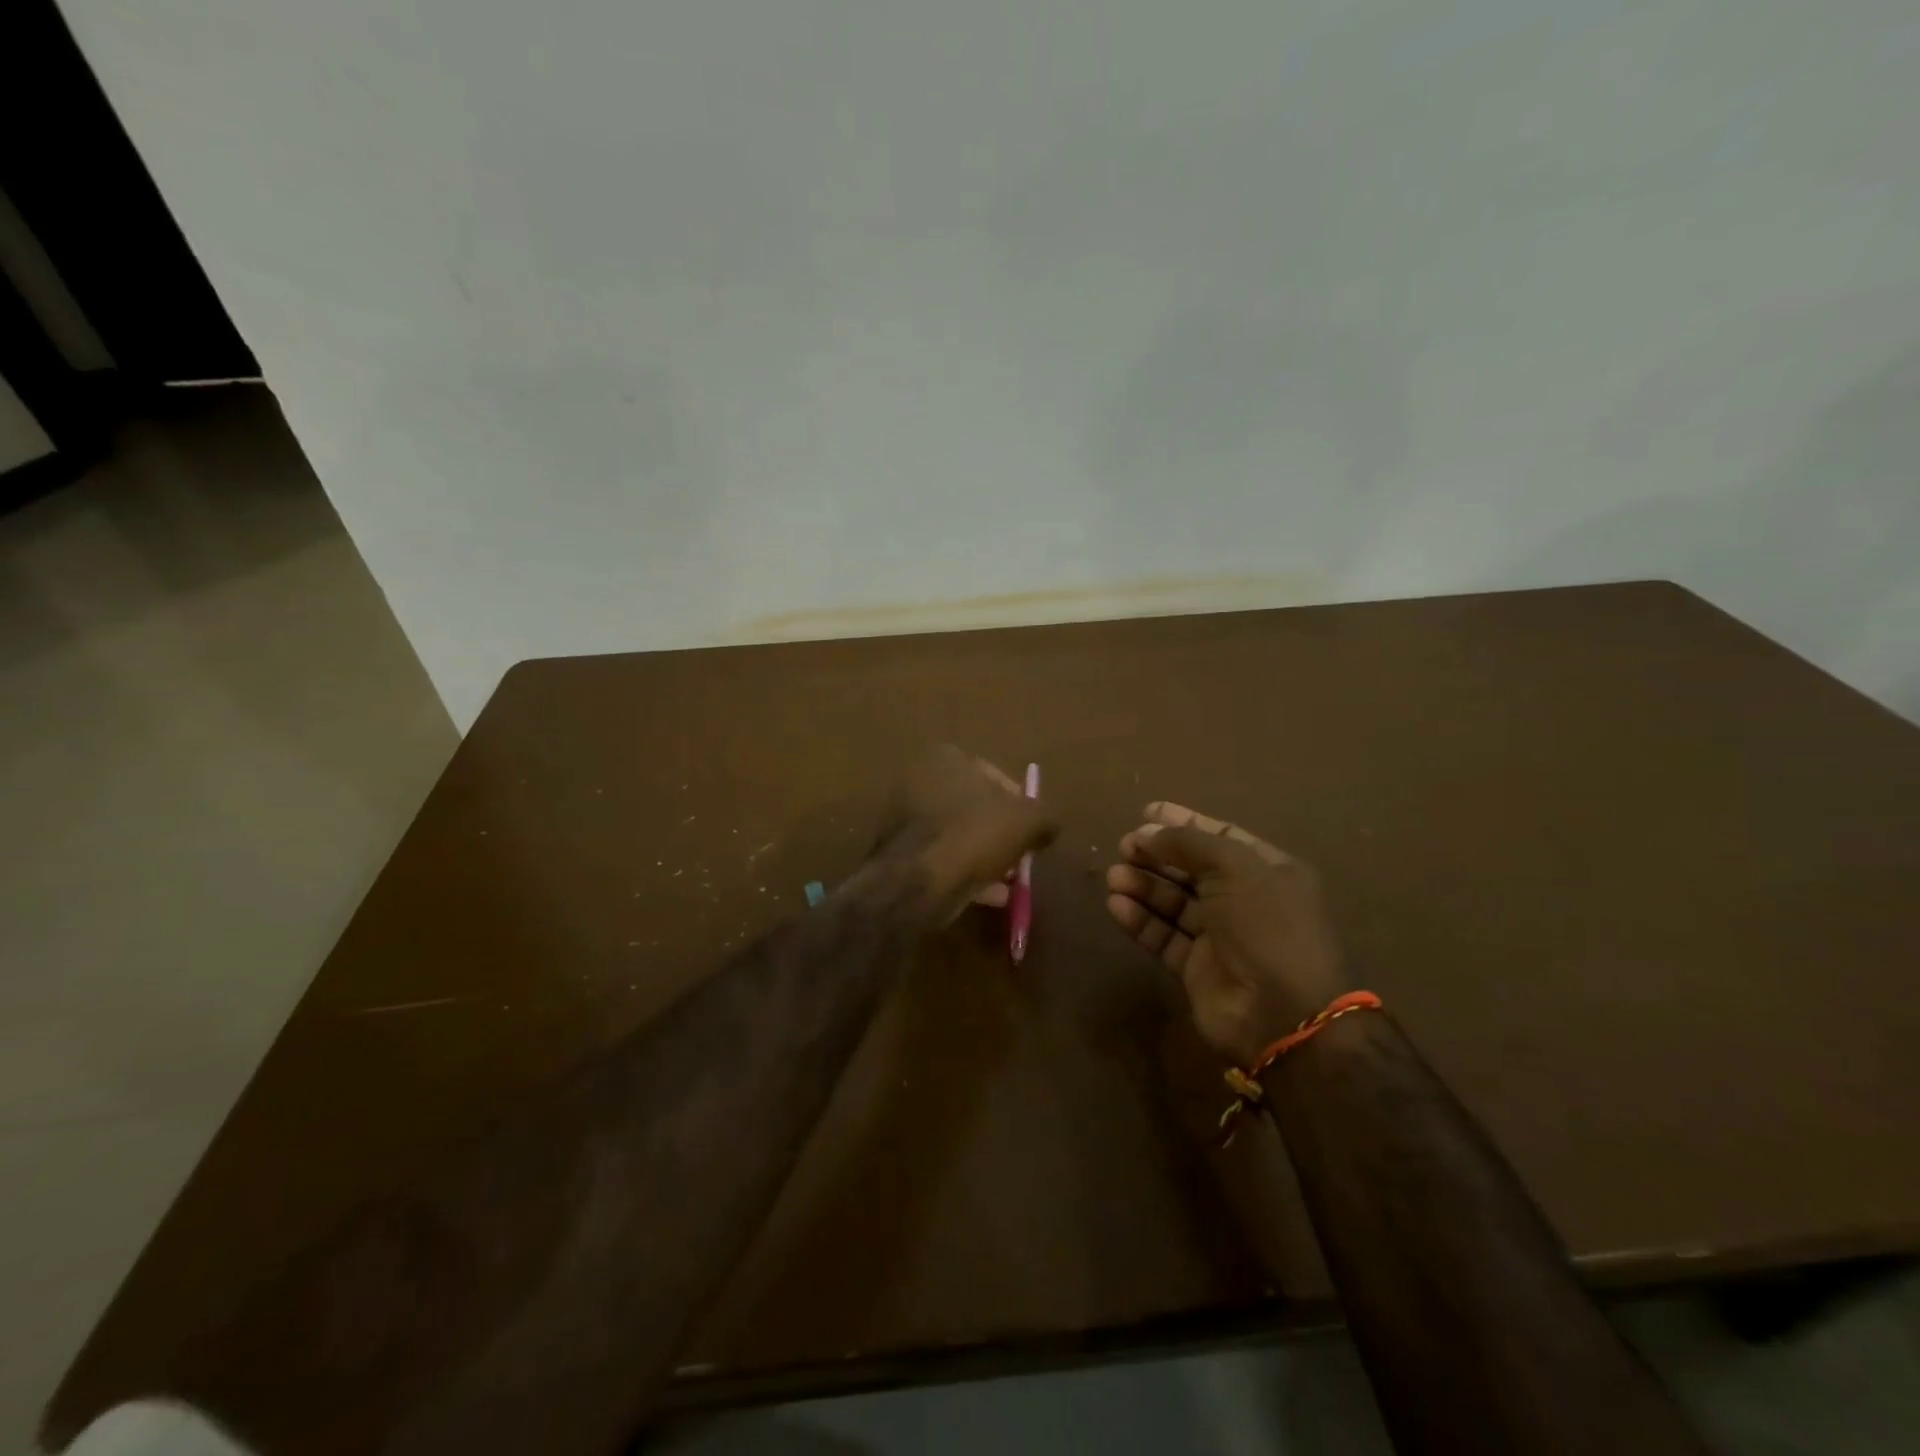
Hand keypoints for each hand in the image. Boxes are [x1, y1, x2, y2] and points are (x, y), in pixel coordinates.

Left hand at [872, 747, 1056, 921]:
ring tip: (1007, 882)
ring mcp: (903, 817)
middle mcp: (919, 780)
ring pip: (958, 835)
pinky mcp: (897, 852)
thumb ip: (1045, 817)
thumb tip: (1048, 826)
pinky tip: (988, 896)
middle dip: (1000, 833)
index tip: (1031, 832)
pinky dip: (964, 872)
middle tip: (1020, 858)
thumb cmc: (974, 835)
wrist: (917, 882)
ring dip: (984, 856)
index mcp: (946, 758)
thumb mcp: (1028, 821)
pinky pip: (941, 858)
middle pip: (975, 808)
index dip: (1020, 805)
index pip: (995, 777)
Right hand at [1105, 802, 1348, 1064]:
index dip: (1183, 822)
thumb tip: (1148, 832)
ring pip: (1174, 903)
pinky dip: (1140, 919)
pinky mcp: (1197, 968)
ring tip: (1114, 876)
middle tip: (1124, 846)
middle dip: (1157, 854)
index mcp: (1268, 871)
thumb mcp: (1234, 866)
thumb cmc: (1266, 925)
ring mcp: (1221, 937)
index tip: (1145, 813)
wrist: (1281, 1012)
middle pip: (1192, 869)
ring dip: (1143, 886)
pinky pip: (1164, 936)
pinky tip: (1116, 905)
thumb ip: (1188, 842)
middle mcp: (1246, 901)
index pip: (1220, 836)